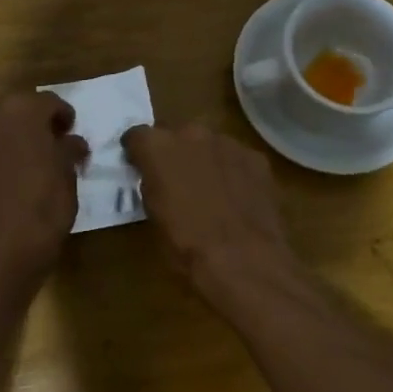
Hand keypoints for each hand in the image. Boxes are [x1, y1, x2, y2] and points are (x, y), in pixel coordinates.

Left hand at [0, 92, 87, 285]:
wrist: (5, 247)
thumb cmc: (46, 203)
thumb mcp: (69, 173)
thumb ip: (70, 149)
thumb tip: (72, 142)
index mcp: (24, 113)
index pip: (48, 101)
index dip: (64, 114)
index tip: (73, 131)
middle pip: (18, 109)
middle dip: (36, 120)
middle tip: (54, 140)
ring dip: (15, 138)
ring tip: (34, 159)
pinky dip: (0, 158)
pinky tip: (13, 179)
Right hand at [121, 123, 297, 300]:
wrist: (241, 258)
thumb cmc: (186, 243)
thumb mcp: (153, 215)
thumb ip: (151, 184)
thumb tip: (155, 178)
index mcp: (158, 147)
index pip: (137, 135)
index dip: (137, 151)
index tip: (138, 165)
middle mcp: (191, 133)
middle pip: (176, 134)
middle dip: (174, 152)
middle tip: (176, 178)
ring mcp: (227, 142)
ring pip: (209, 144)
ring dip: (204, 159)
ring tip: (209, 189)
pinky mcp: (255, 157)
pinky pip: (236, 158)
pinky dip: (232, 171)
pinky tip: (236, 196)